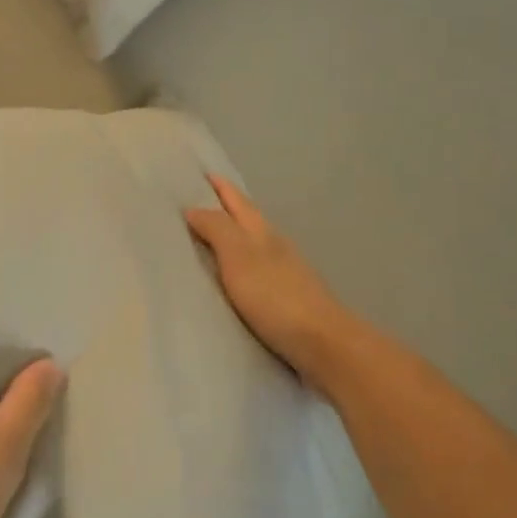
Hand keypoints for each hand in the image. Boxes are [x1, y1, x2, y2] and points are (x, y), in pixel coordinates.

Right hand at [185, 175, 353, 387]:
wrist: (322, 344)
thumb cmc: (276, 297)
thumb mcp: (239, 257)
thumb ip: (217, 230)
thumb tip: (194, 207)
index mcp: (262, 232)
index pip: (237, 201)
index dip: (221, 187)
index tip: (202, 173)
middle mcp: (275, 246)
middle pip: (248, 219)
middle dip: (226, 208)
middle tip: (198, 201)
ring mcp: (285, 273)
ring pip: (254, 245)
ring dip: (233, 238)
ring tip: (208, 240)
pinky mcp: (287, 300)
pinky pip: (256, 272)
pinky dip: (240, 267)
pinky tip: (232, 280)